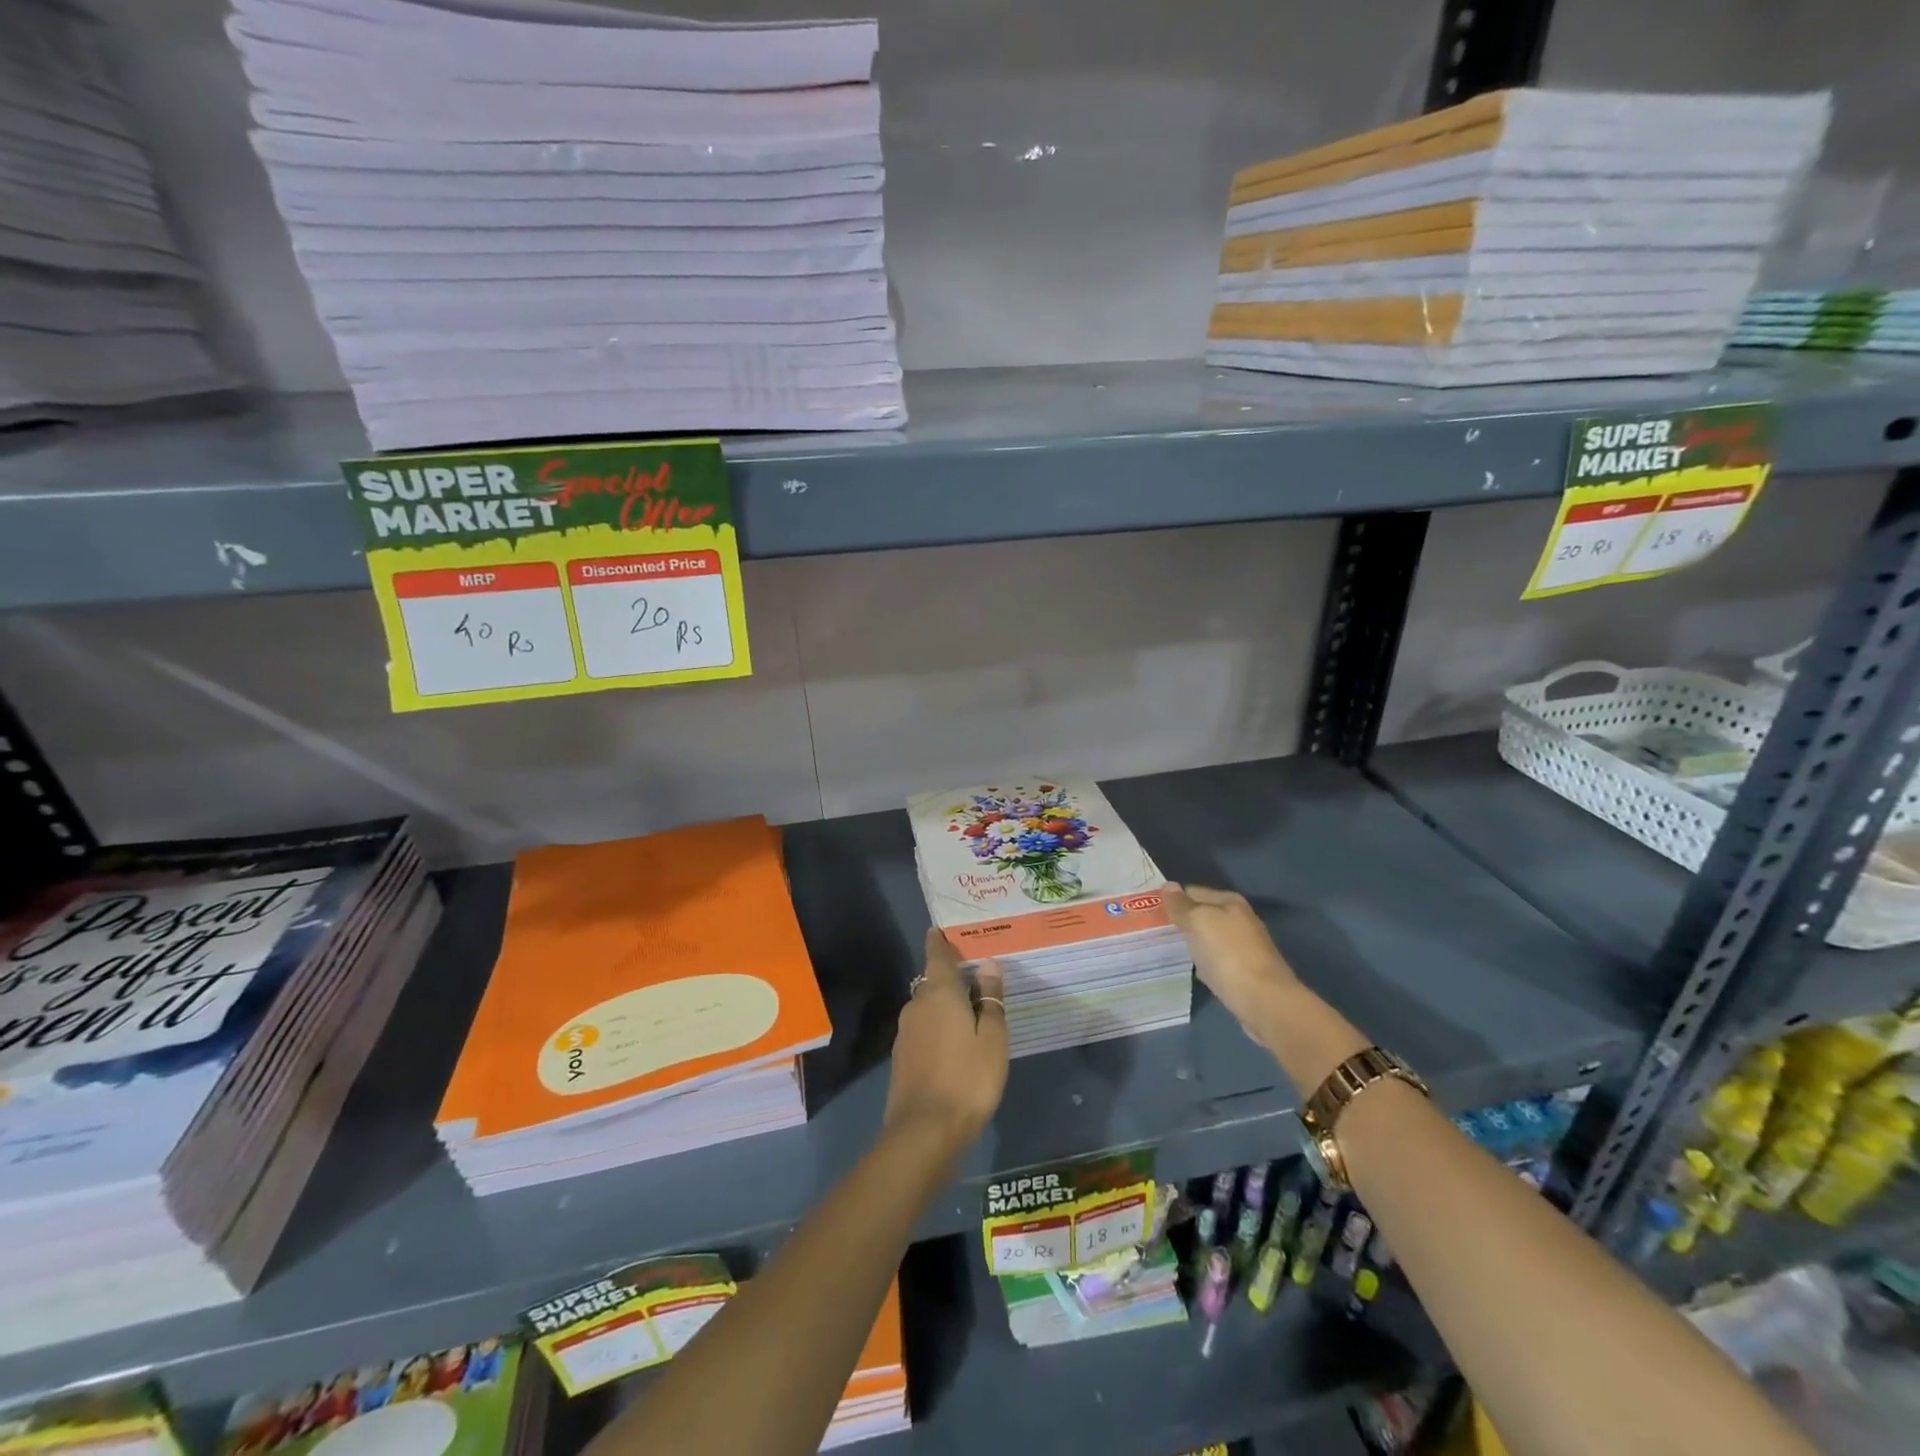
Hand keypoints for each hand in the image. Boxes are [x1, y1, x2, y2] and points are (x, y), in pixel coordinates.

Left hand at [883, 929, 1008, 1150]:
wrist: (924, 1132)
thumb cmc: (968, 1079)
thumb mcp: (992, 1039)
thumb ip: (991, 1000)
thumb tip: (987, 965)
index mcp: (939, 993)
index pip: (936, 955)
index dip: (939, 941)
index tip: (941, 930)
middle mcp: (917, 1004)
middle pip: (932, 981)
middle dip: (950, 977)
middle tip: (975, 977)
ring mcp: (905, 1032)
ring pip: (927, 1006)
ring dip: (945, 1004)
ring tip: (970, 1011)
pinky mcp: (902, 1056)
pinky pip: (923, 1028)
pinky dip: (937, 1026)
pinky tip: (954, 1042)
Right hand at [1164, 883, 1299, 1028]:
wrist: (1263, 1001)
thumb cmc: (1228, 954)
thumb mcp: (1198, 921)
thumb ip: (1181, 905)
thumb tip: (1168, 885)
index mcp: (1230, 902)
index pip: (1192, 891)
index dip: (1171, 900)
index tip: (1148, 912)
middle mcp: (1239, 920)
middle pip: (1201, 915)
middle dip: (1179, 922)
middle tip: (1151, 931)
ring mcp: (1242, 947)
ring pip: (1206, 938)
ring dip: (1189, 942)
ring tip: (1163, 948)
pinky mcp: (1242, 971)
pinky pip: (1213, 959)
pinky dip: (1200, 962)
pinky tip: (1188, 969)